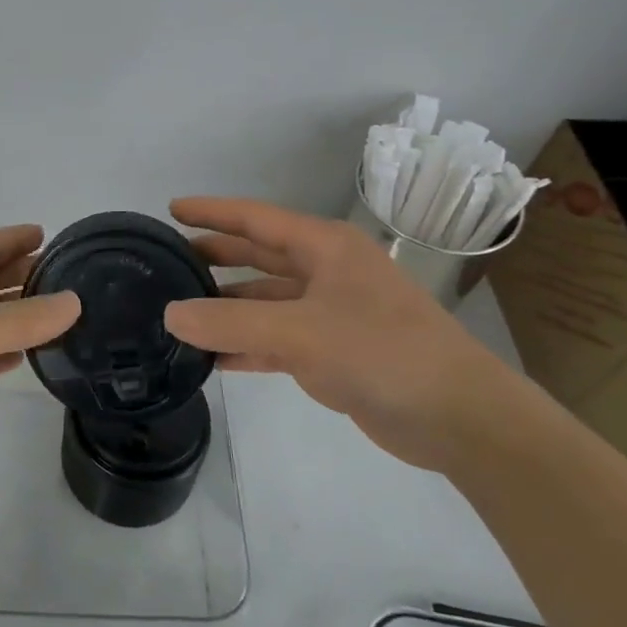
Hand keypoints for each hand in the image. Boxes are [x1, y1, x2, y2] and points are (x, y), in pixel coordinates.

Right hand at [162, 197, 526, 471]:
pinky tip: (212, 358)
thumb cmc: (382, 352)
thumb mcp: (300, 333)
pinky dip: (246, 345)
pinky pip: (276, 339)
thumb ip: (231, 323)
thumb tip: (170, 315)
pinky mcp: (333, 351)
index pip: (255, 218)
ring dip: (227, 306)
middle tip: (168, 261)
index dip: (211, 212)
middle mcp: (326, 271)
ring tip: (179, 312)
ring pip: (265, 299)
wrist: (459, 418)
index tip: (170, 209)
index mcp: (324, 247)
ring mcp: (330, 312)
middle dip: (215, 255)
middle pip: (258, 255)